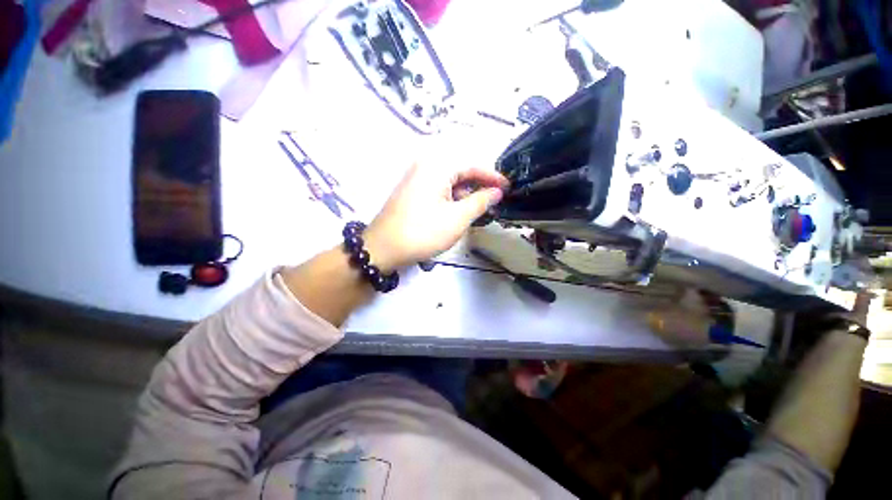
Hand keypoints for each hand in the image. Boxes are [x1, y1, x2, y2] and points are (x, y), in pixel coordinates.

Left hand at [364, 163, 508, 271]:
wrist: (383, 249)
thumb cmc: (423, 232)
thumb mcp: (457, 218)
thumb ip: (480, 201)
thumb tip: (496, 192)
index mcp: (437, 166)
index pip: (472, 165)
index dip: (492, 177)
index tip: (508, 187)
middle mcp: (425, 166)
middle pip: (460, 172)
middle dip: (479, 186)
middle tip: (495, 201)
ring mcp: (416, 179)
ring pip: (449, 182)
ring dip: (466, 194)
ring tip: (480, 209)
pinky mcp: (411, 192)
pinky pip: (438, 189)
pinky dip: (452, 199)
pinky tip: (459, 211)